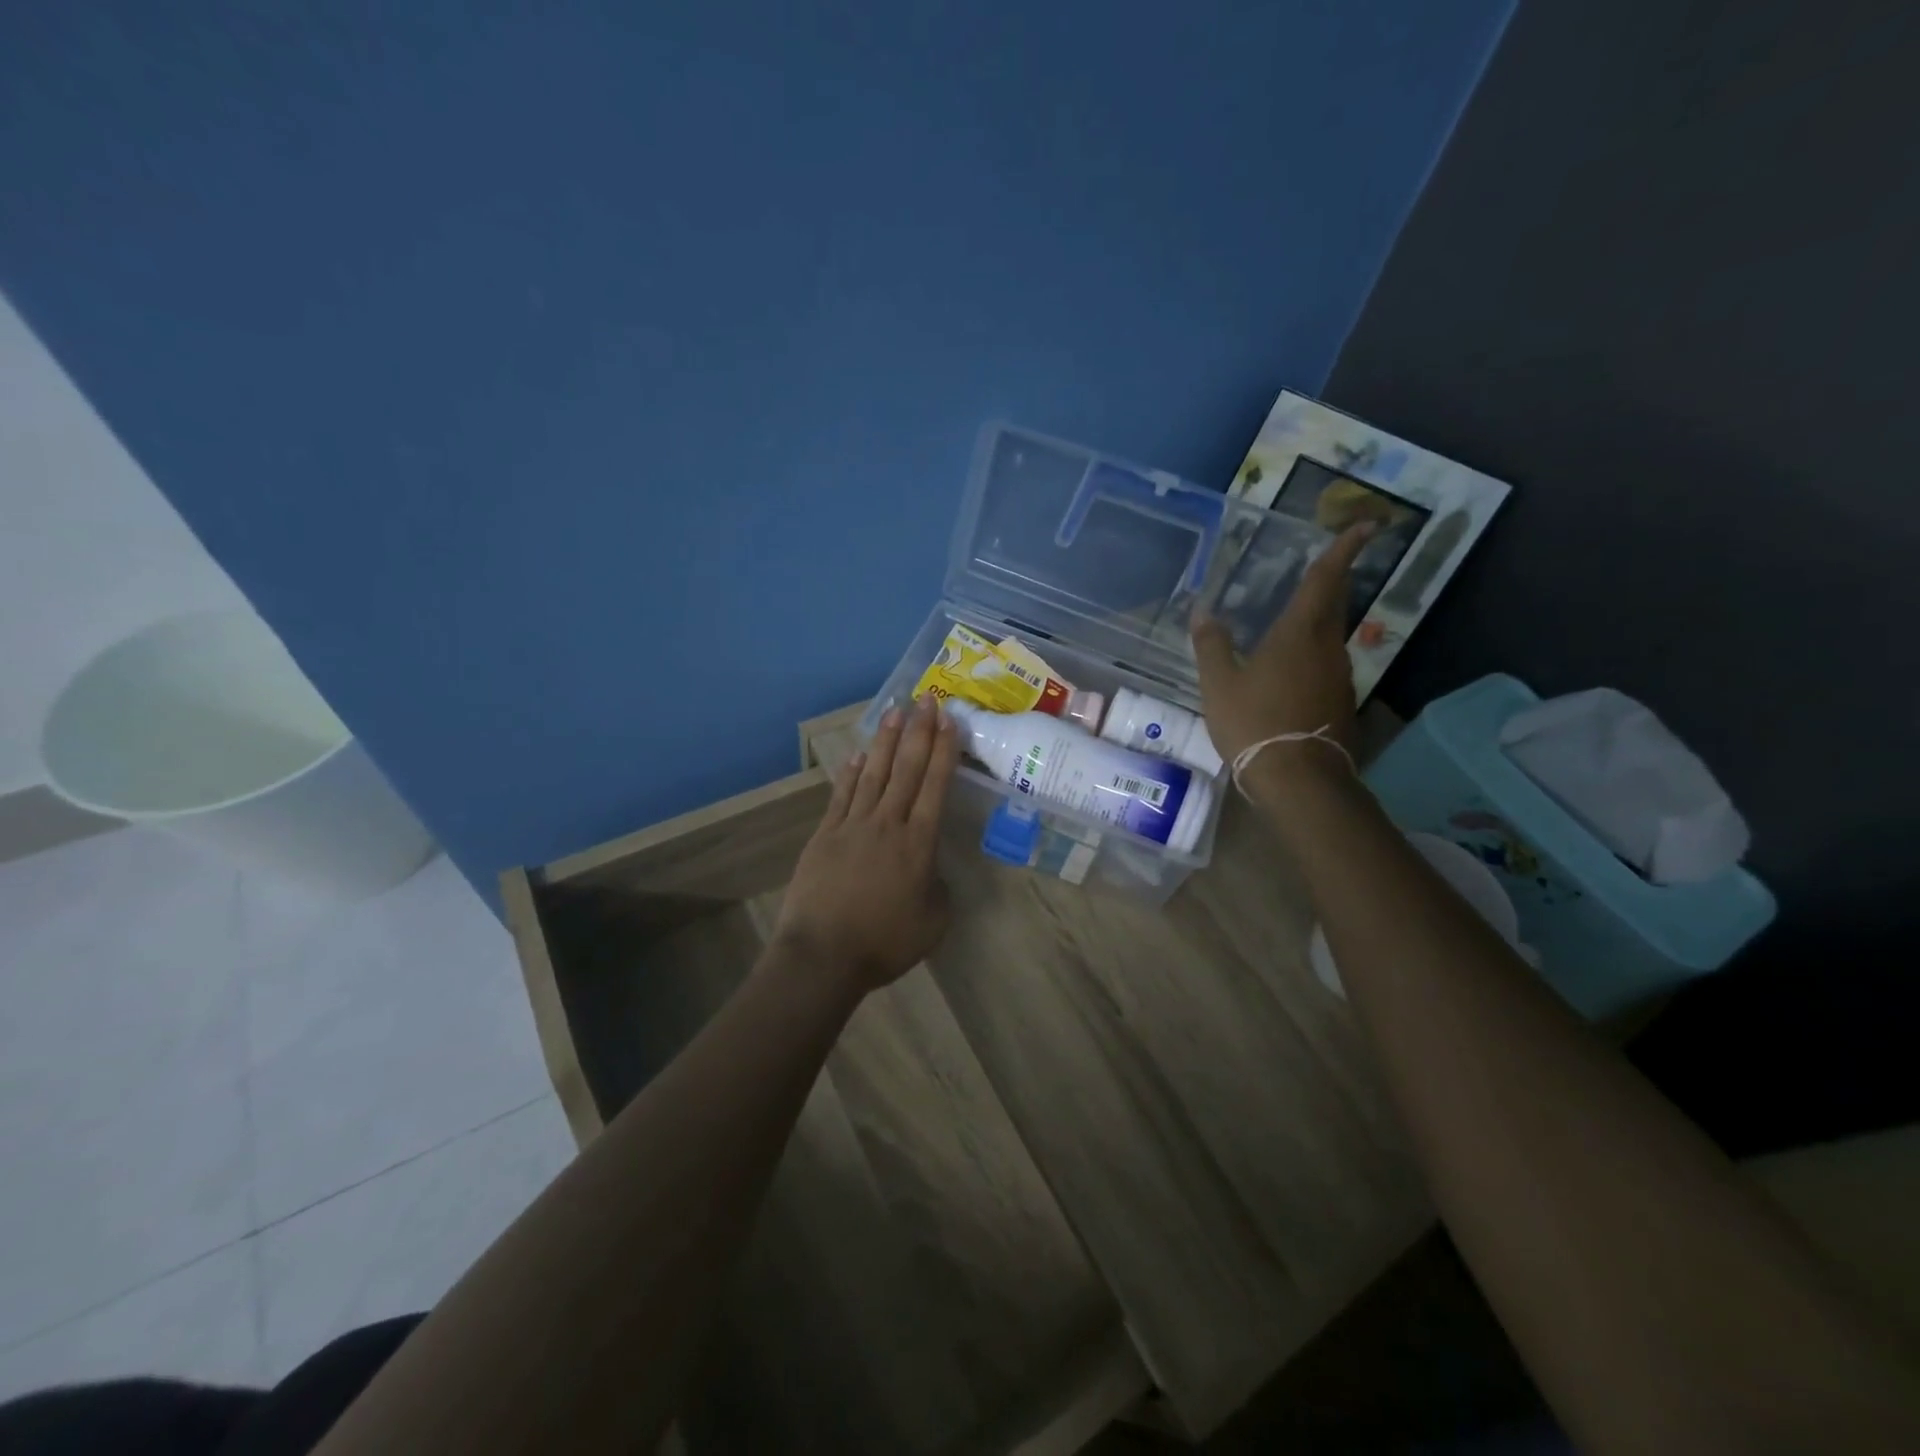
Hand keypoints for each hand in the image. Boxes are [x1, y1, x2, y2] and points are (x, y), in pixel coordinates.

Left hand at [774, 694, 959, 994]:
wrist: (823, 955)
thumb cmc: (884, 942)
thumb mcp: (933, 922)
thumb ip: (939, 889)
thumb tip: (932, 871)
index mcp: (919, 843)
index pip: (935, 785)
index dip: (944, 750)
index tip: (949, 720)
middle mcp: (888, 823)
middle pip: (906, 769)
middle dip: (919, 731)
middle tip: (927, 700)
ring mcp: (853, 825)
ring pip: (873, 773)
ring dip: (885, 741)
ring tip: (895, 711)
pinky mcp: (824, 834)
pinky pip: (841, 795)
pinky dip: (850, 772)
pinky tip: (856, 755)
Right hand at [1191, 522, 1374, 781]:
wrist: (1298, 779)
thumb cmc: (1254, 722)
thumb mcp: (1219, 684)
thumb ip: (1211, 645)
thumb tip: (1203, 613)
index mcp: (1300, 634)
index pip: (1325, 580)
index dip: (1344, 550)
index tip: (1366, 525)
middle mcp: (1328, 648)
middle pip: (1335, 605)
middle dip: (1333, 581)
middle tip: (1324, 567)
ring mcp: (1340, 677)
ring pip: (1330, 638)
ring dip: (1317, 624)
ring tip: (1292, 624)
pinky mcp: (1340, 704)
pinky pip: (1326, 667)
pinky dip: (1312, 658)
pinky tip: (1291, 672)